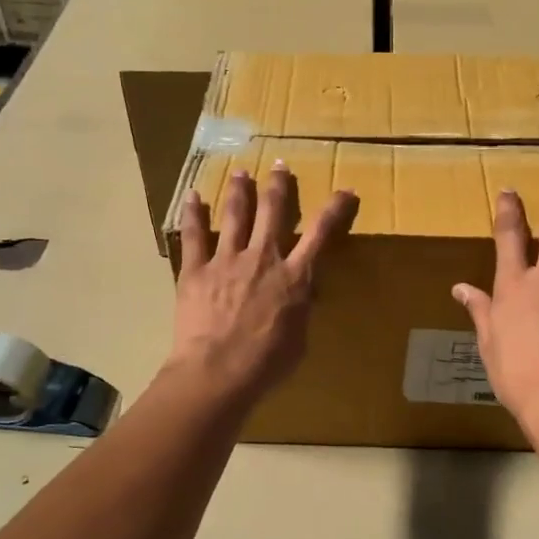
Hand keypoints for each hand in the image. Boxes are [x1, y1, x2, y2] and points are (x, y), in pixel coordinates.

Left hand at [168, 161, 356, 404]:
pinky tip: (193, 196)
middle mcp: (263, 259)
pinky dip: (193, 214)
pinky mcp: (196, 270)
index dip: (334, 209)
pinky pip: (194, 236)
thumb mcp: (299, 339)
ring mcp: (227, 260)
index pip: (321, 234)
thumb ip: (301, 309)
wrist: (218, 373)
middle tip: (279, 165)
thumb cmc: (266, 364)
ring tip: (241, 172)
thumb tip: (302, 294)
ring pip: (236, 215)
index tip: (345, 189)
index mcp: (294, 277)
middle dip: (278, 186)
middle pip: (273, 212)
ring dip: (241, 191)